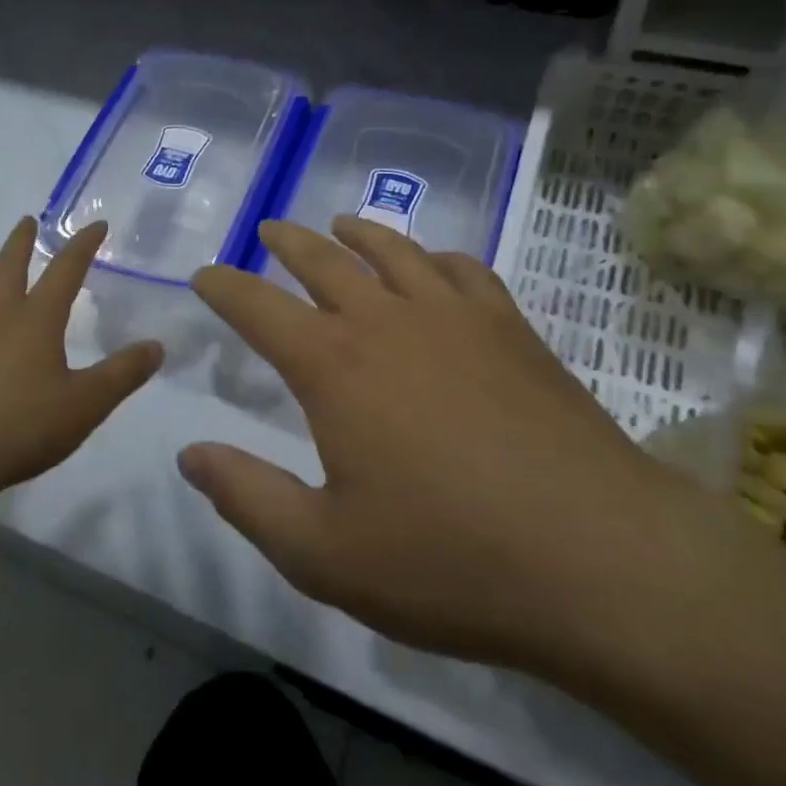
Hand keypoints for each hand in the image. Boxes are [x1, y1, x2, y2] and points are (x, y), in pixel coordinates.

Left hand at [0, 217, 163, 516]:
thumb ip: (124, 373)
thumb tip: (157, 346)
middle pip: (9, 267)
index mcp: (37, 320)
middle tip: (27, 220)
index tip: (96, 225)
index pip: (65, 270)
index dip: (83, 245)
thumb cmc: (23, 427)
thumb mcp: (87, 404)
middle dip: (21, 242)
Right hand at [183, 217, 715, 691]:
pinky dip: (436, 256)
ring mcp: (455, 316)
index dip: (225, 287)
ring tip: (340, 224)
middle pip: (324, 261)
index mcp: (334, 366)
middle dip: (289, 243)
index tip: (205, 273)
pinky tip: (433, 263)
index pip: (259, 307)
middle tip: (270, 230)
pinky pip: (463, 269)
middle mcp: (388, 321)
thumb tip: (190, 453)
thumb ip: (248, 497)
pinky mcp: (511, 327)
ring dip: (359, 233)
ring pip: (394, 251)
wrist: (595, 556)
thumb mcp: (323, 552)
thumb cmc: (447, 560)